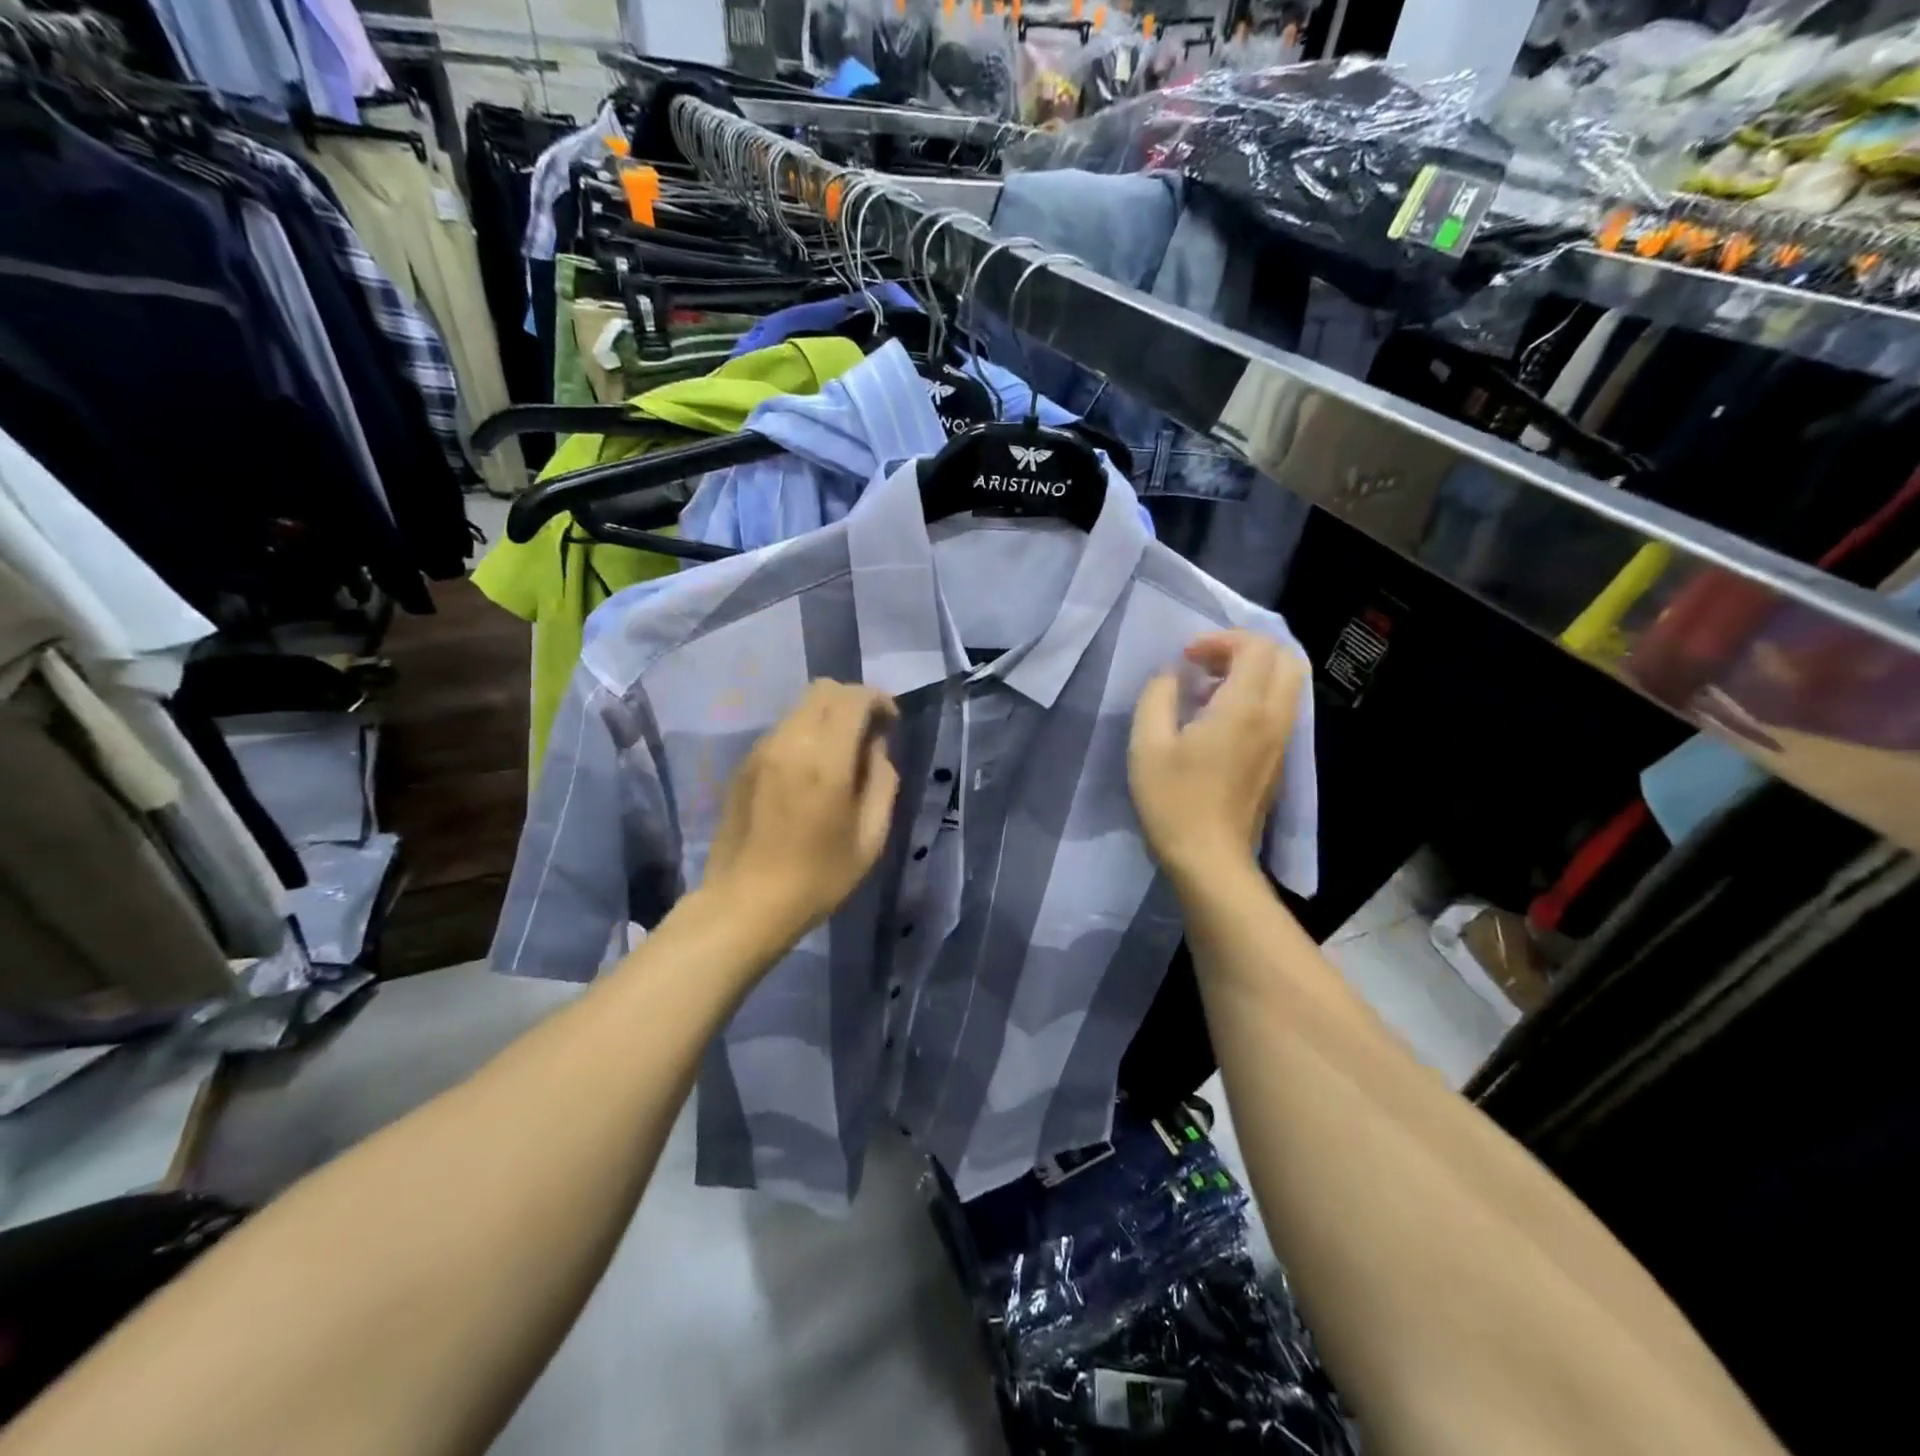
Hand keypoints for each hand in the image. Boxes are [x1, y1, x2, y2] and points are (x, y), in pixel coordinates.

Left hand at [704, 681, 900, 937]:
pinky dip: (805, 735)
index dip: (879, 701)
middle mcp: (789, 742)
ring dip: (827, 718)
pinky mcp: (744, 765)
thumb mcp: (870, 837)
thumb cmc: (818, 877)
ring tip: (840, 757)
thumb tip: (875, 748)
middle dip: (853, 702)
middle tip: (868, 735)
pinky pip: (782, 731)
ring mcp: (761, 751)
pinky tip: (810, 774)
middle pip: (823, 689)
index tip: (891, 724)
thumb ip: (882, 781)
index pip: (853, 698)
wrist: (745, 904)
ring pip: (800, 708)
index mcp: (824, 759)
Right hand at [1129, 631, 1305, 881]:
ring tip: (1210, 689)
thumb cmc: (1173, 800)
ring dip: (1253, 672)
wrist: (1209, 858)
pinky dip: (1257, 696)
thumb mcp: (1147, 744)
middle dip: (1245, 649)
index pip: (1256, 647)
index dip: (1221, 639)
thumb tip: (1171, 676)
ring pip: (1288, 683)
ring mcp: (1282, 740)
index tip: (1187, 658)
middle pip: (1284, 658)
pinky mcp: (1279, 759)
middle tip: (1206, 664)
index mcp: (1244, 708)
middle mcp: (1274, 717)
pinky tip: (1219, 718)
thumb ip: (1157, 696)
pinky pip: (1281, 708)